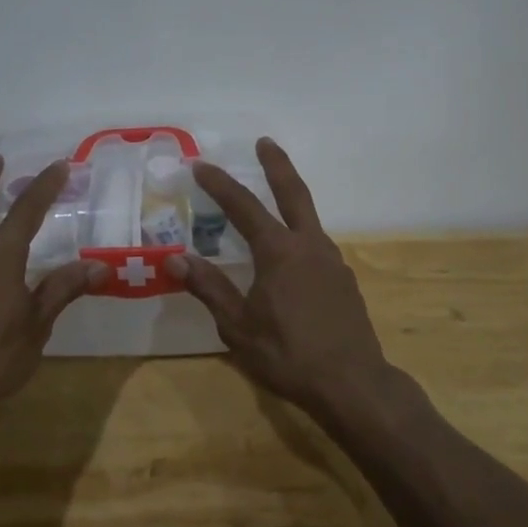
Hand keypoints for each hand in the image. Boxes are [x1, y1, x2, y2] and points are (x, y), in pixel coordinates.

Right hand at [169, 139, 398, 419]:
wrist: (353, 384)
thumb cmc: (288, 355)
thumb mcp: (238, 326)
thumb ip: (209, 288)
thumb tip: (174, 258)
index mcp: (279, 252)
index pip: (244, 207)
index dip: (220, 184)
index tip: (201, 165)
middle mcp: (309, 246)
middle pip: (293, 193)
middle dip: (277, 165)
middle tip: (265, 142)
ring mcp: (332, 261)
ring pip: (309, 218)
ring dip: (291, 199)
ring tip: (273, 197)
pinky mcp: (344, 280)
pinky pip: (317, 245)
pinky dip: (300, 234)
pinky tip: (291, 254)